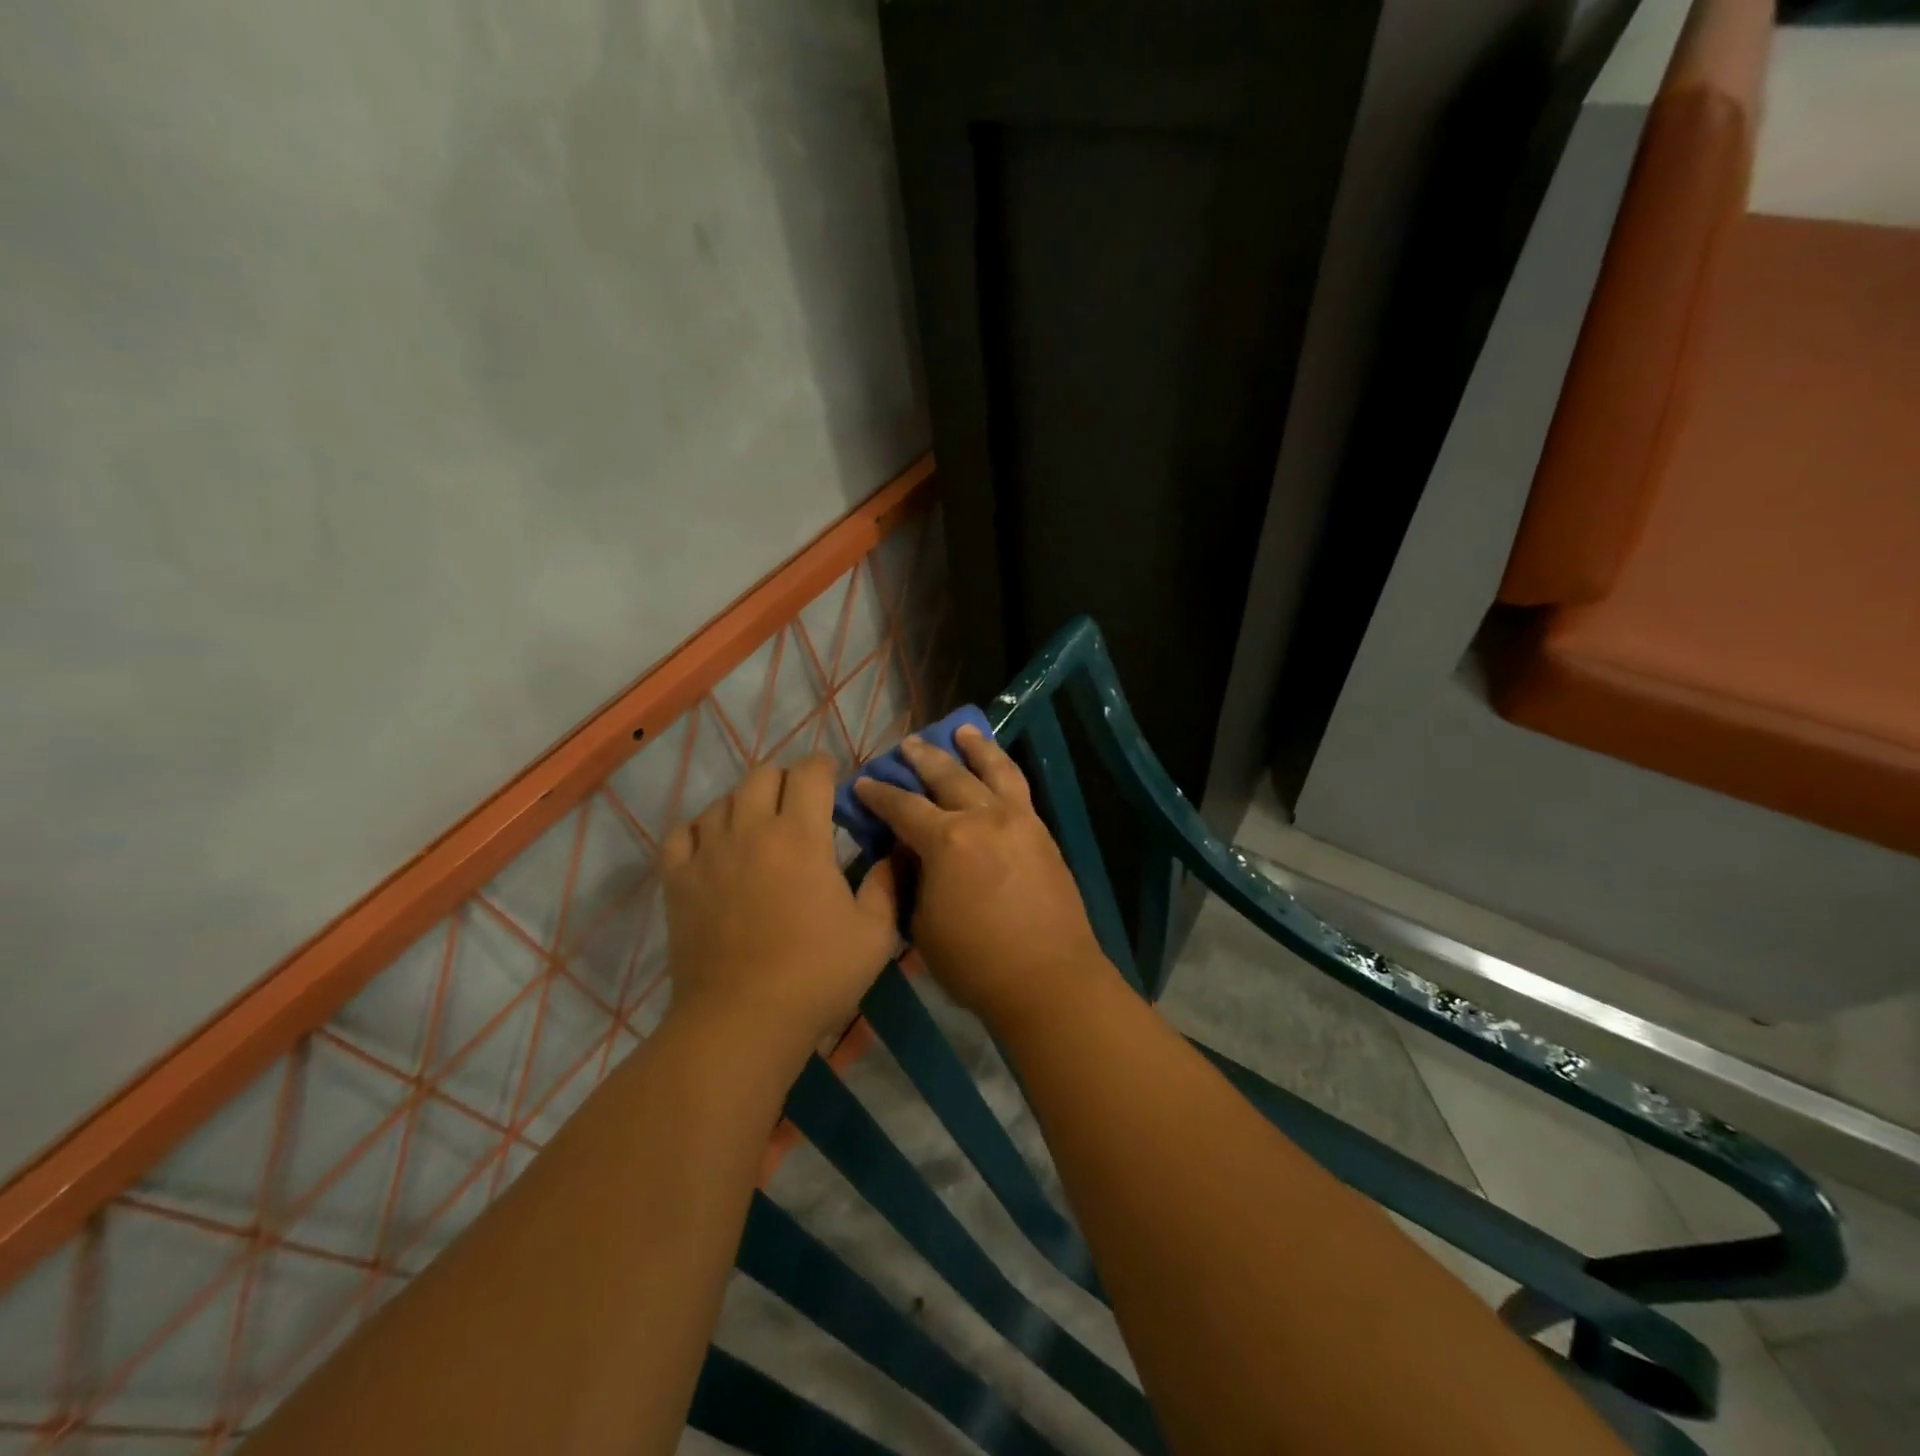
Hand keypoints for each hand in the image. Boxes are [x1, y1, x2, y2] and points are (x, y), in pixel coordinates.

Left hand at [661, 754, 898, 1060]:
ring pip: (722, 799)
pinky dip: (700, 829)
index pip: (809, 773)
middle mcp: (751, 830)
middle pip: (763, 775)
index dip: (824, 768)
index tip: (834, 781)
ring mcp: (708, 853)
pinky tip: (714, 846)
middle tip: (800, 806)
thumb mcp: (874, 934)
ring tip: (759, 827)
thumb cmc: (816, 975)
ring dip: (746, 803)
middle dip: (787, 780)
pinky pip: (681, 832)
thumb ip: (885, 886)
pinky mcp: (677, 880)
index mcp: (801, 837)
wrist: (741, 1022)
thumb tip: (891, 855)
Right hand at [853, 727, 1107, 1028]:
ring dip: (974, 747)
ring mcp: (1018, 821)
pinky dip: (1004, 769)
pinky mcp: (1042, 832)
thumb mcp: (922, 925)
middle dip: (922, 758)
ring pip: (993, 770)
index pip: (902, 807)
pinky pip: (1020, 788)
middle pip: (947, 777)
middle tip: (906, 744)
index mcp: (946, 841)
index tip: (862, 782)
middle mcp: (983, 817)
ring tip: (962, 730)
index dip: (878, 794)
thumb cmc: (974, 962)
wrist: (1048, 978)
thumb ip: (911, 880)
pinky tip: (998, 767)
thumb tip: (908, 853)